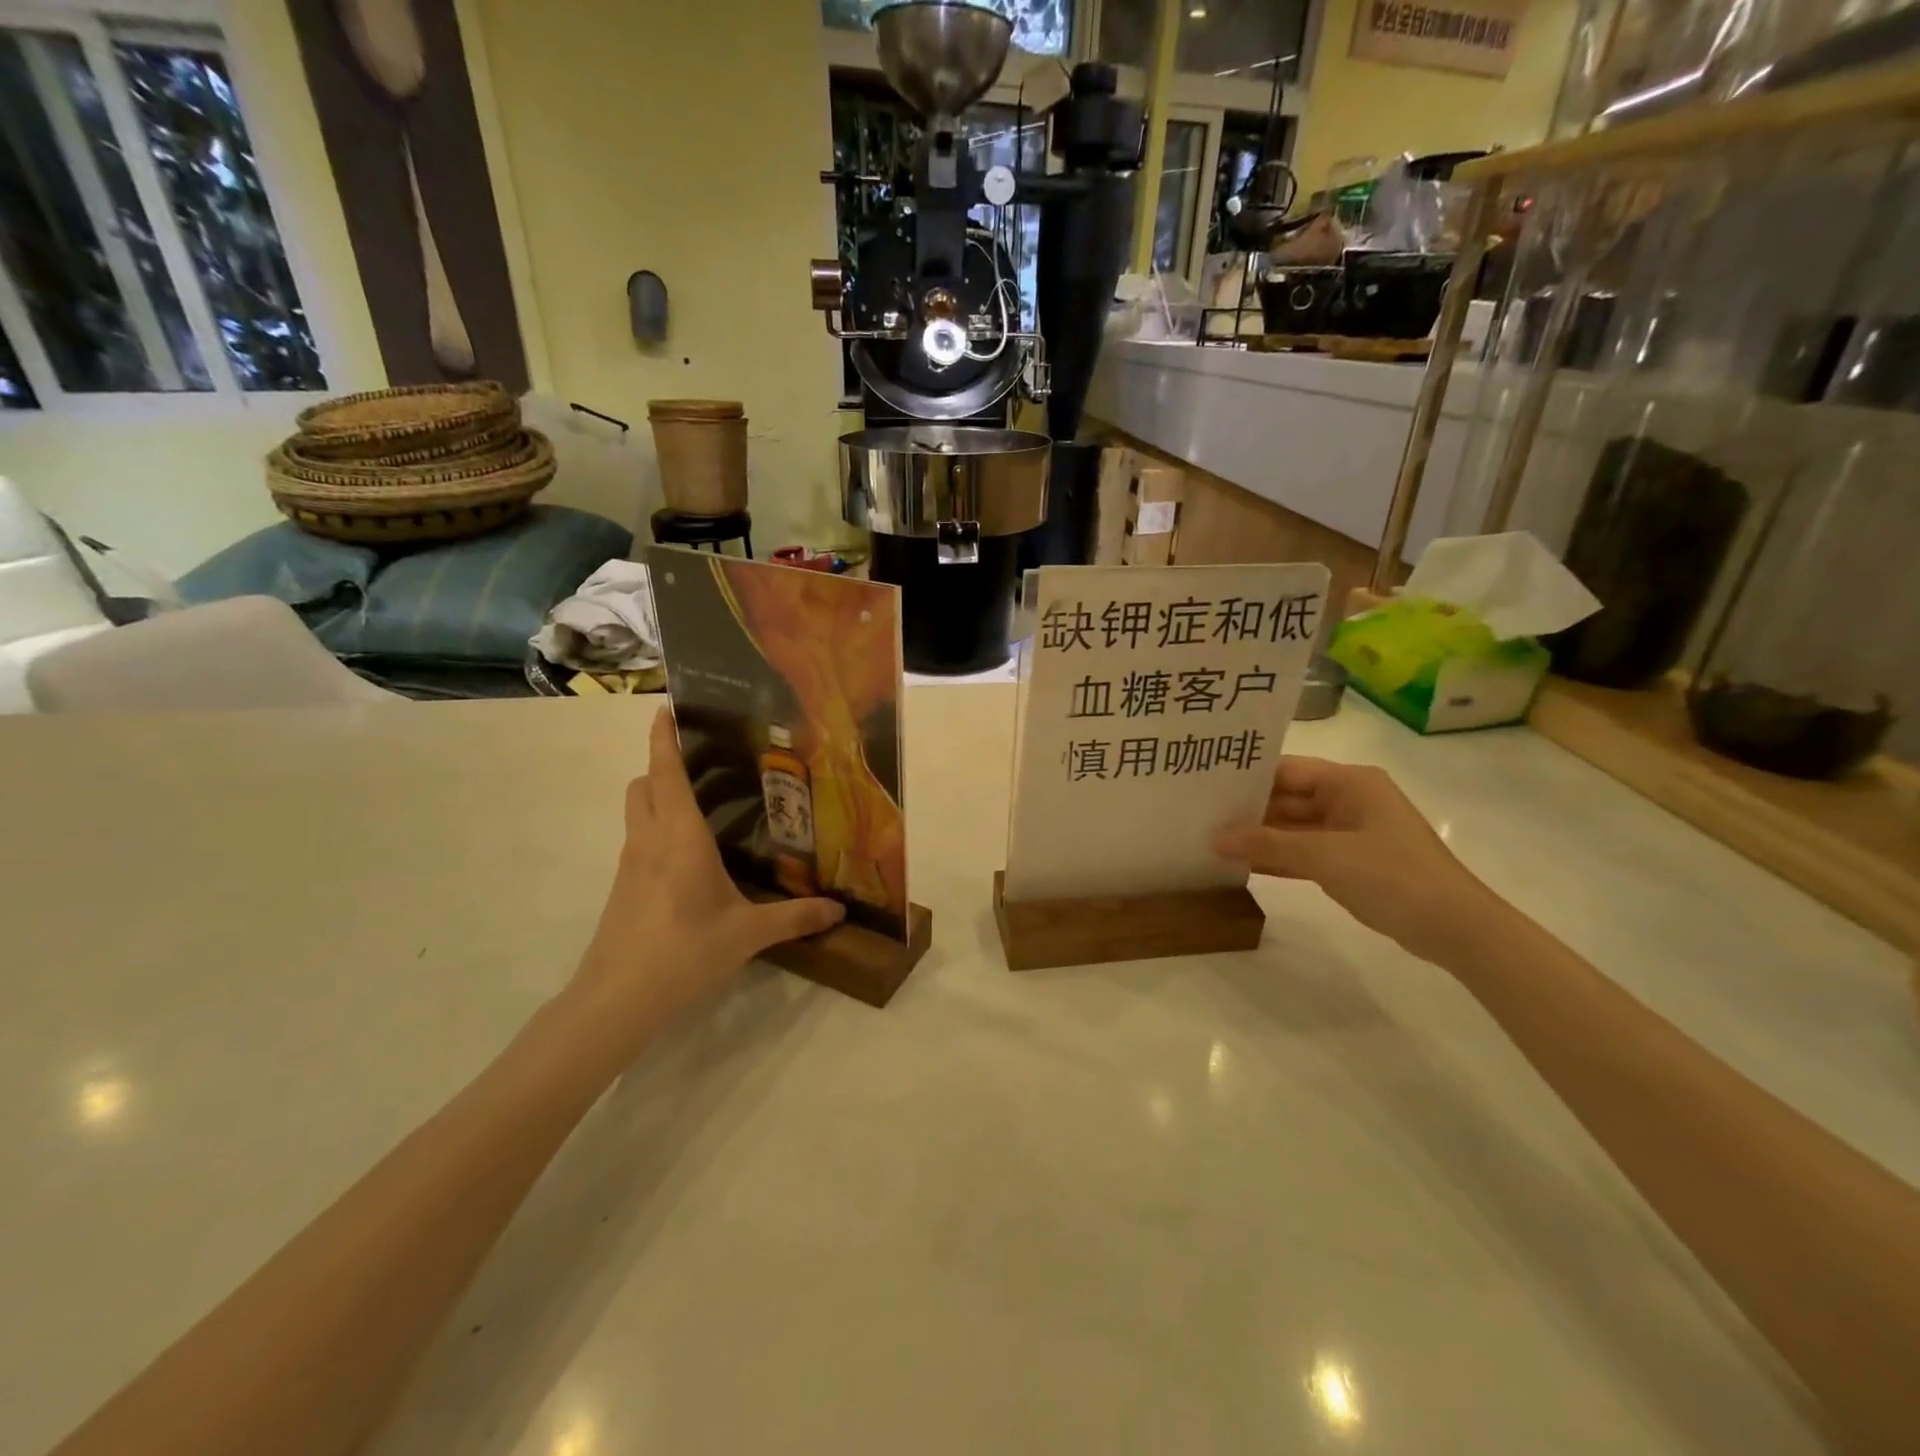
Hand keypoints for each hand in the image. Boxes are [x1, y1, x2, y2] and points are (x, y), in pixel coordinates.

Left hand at [564, 708, 844, 1053]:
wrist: (616, 1000)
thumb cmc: (683, 952)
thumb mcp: (747, 934)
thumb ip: (795, 917)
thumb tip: (839, 910)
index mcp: (680, 836)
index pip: (666, 771)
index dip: (664, 736)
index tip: (667, 706)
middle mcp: (650, 839)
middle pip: (644, 783)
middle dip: (663, 763)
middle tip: (702, 761)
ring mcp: (630, 864)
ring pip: (637, 811)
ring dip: (657, 794)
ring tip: (700, 802)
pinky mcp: (623, 888)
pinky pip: (638, 839)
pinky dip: (656, 828)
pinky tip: (688, 854)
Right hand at [1214, 756, 1502, 965]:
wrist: (1455, 928)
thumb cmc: (1392, 876)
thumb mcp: (1325, 856)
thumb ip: (1267, 845)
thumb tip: (1214, 837)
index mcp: (1350, 782)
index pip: (1286, 769)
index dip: (1247, 776)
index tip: (1205, 784)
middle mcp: (1349, 799)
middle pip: (1288, 798)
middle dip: (1248, 810)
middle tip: (1200, 814)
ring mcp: (1351, 832)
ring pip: (1293, 827)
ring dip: (1260, 837)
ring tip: (1211, 838)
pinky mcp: (1351, 862)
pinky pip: (1304, 853)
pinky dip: (1278, 858)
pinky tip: (1242, 865)